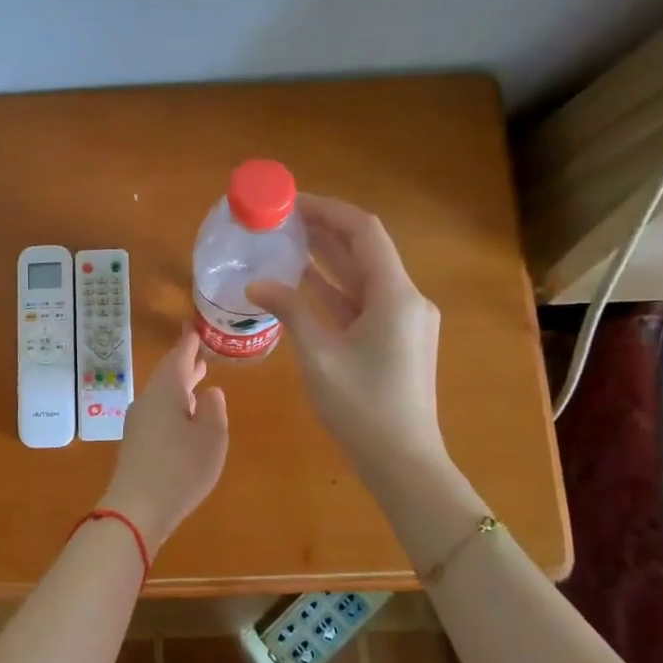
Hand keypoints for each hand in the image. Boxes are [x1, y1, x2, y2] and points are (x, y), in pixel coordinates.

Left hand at [97, 326, 229, 551]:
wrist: (137, 508)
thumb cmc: (181, 468)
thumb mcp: (211, 438)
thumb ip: (214, 410)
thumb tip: (210, 392)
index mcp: (167, 390)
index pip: (179, 357)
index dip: (189, 342)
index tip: (194, 326)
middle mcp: (148, 400)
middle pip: (168, 374)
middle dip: (185, 362)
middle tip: (200, 351)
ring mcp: (139, 422)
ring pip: (162, 393)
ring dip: (181, 384)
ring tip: (199, 378)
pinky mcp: (136, 442)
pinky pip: (158, 411)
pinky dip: (174, 403)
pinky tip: (185, 415)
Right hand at [249, 193, 445, 477]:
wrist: (403, 461)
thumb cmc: (361, 406)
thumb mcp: (319, 355)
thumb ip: (290, 310)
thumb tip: (256, 284)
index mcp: (395, 295)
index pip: (363, 231)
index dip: (327, 210)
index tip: (291, 202)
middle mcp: (406, 298)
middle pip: (364, 250)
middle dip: (324, 230)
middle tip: (282, 218)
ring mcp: (404, 320)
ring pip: (363, 275)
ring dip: (328, 257)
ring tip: (286, 240)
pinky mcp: (396, 339)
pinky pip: (363, 301)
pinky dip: (335, 288)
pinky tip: (304, 280)